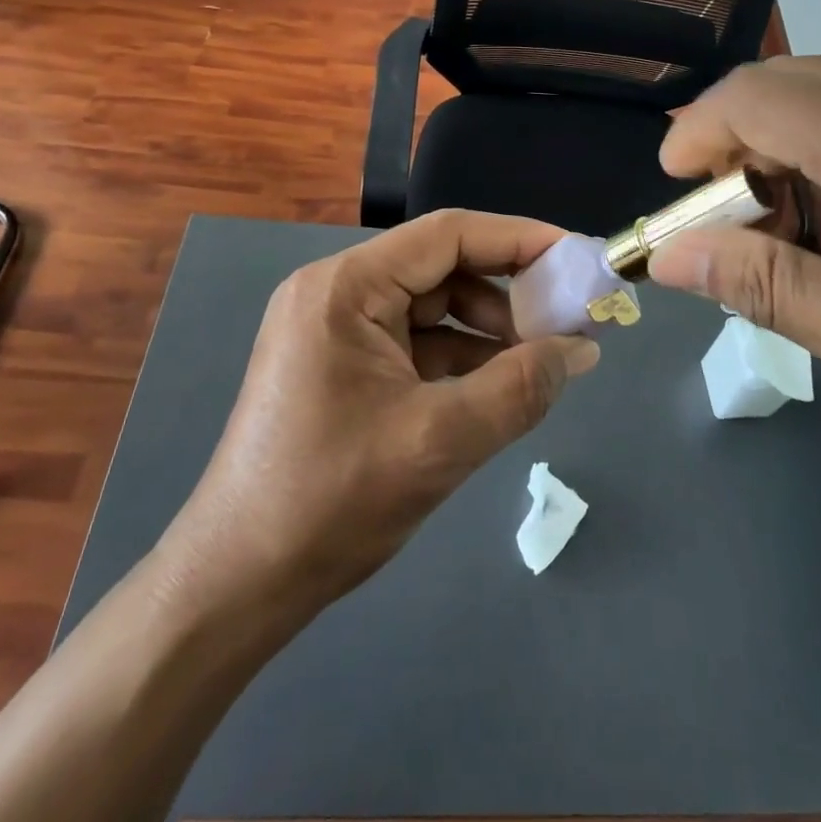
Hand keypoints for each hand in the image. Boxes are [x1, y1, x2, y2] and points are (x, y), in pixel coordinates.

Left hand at [154, 210, 600, 607]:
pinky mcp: (341, 365)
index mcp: (346, 286)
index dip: (519, 239)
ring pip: (432, 308)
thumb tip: (584, 349)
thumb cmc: (331, 501)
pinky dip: (460, 358)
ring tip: (540, 362)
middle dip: (508, 293)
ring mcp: (335, 329)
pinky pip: (415, 343)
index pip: (448, 235)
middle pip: (441, 268)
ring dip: (488, 330)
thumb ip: (520, 388)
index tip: (577, 258)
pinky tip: (498, 386)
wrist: (237, 586)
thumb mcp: (440, 441)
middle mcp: (337, 292)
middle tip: (568, 321)